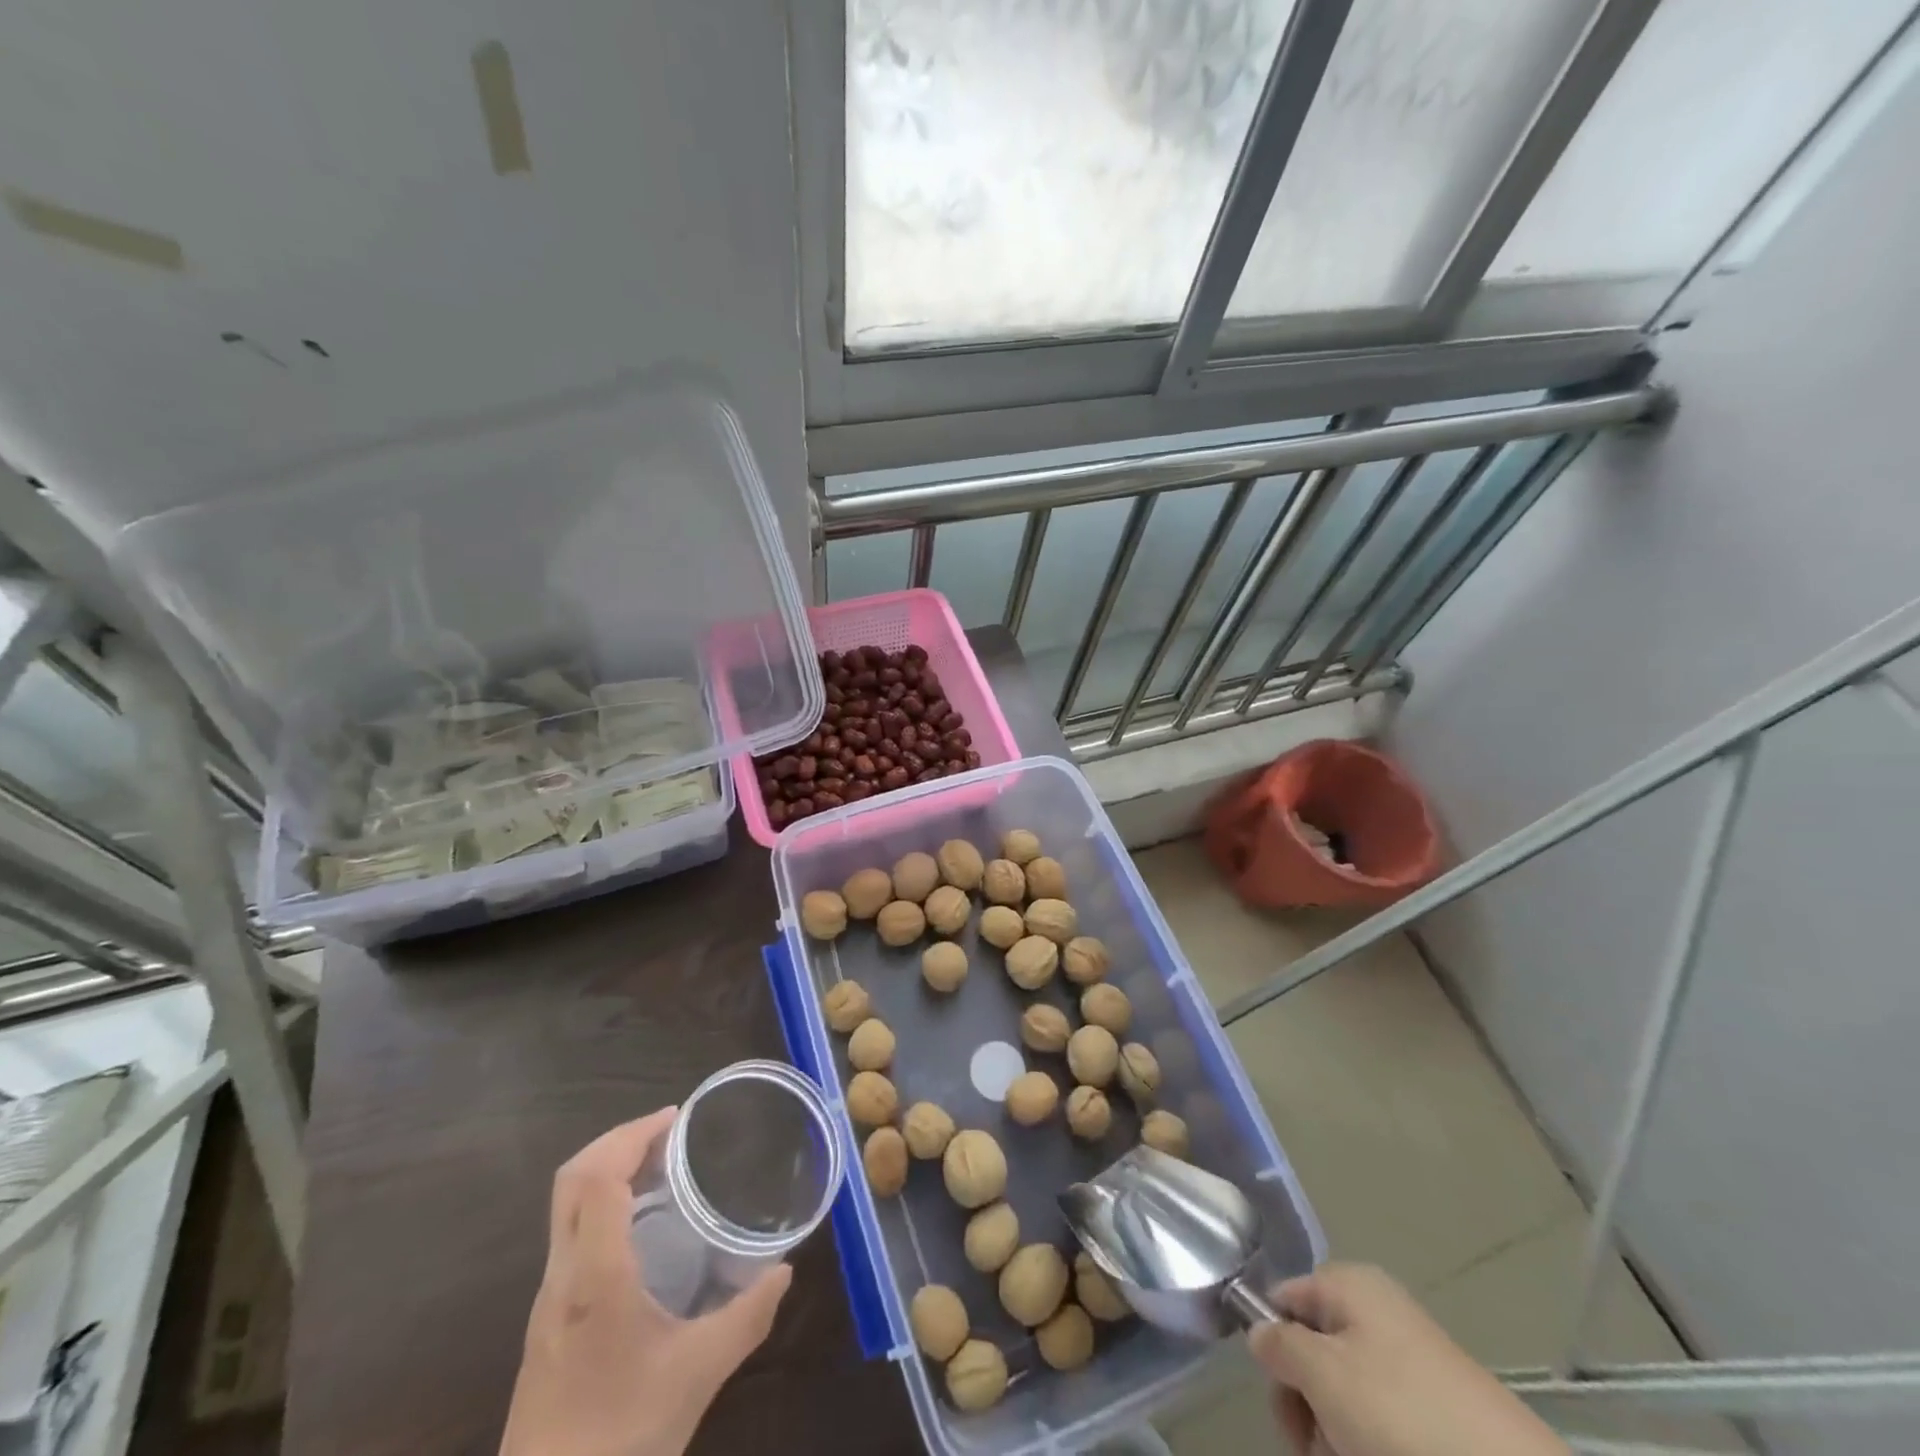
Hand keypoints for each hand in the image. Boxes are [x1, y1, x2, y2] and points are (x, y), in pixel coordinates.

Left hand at [499, 1109, 792, 1455]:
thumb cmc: (621, 1439)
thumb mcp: (698, 1375)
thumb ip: (748, 1317)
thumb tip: (784, 1270)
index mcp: (595, 1276)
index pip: (597, 1178)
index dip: (633, 1135)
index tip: (677, 1120)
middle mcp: (562, 1277)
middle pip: (573, 1180)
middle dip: (619, 1141)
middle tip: (671, 1134)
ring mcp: (548, 1301)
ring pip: (567, 1207)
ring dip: (609, 1171)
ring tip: (663, 1169)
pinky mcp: (547, 1323)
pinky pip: (570, 1235)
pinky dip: (603, 1206)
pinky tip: (642, 1230)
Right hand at [1249, 1263, 1566, 1455]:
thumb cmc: (1402, 1413)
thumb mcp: (1322, 1373)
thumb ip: (1277, 1344)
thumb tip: (1259, 1331)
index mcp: (1349, 1285)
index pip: (1282, 1299)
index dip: (1271, 1344)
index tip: (1281, 1398)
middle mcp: (1378, 1311)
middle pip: (1313, 1349)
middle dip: (1305, 1401)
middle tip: (1313, 1445)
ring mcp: (1412, 1360)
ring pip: (1347, 1392)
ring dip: (1336, 1431)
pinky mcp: (1439, 1408)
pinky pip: (1384, 1419)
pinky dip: (1371, 1444)